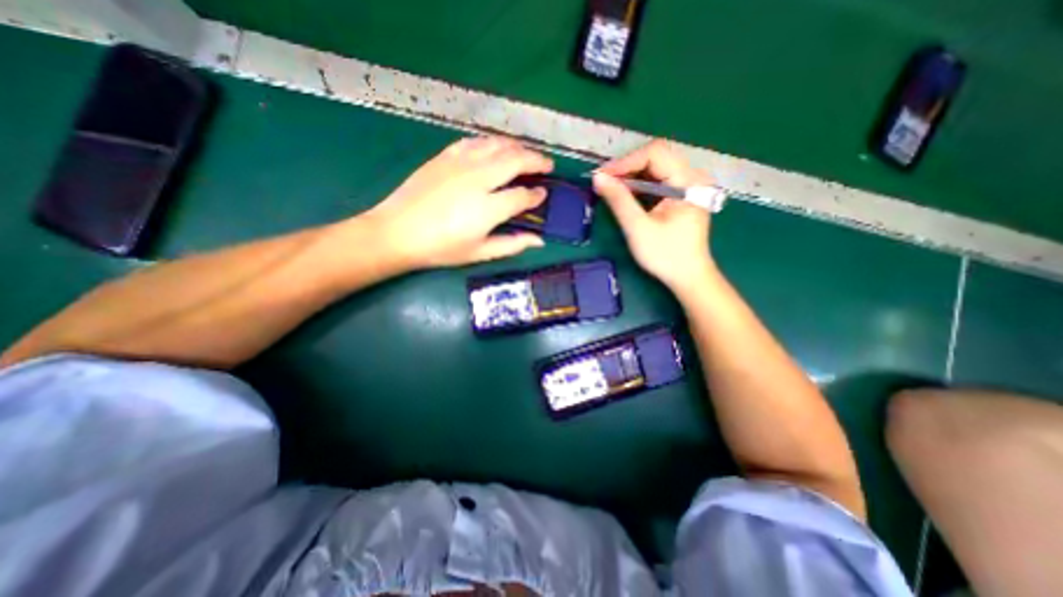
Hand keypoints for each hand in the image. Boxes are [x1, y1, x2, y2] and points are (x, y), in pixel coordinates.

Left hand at [366, 135, 550, 268]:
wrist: (398, 231)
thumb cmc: (441, 248)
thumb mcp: (479, 253)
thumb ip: (512, 245)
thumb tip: (539, 241)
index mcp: (488, 208)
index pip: (523, 196)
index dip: (537, 195)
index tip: (543, 195)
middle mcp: (479, 179)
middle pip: (516, 160)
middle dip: (537, 161)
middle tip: (547, 165)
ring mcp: (461, 163)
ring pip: (497, 145)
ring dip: (517, 147)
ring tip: (527, 153)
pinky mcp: (445, 156)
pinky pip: (474, 142)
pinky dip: (491, 142)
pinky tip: (495, 147)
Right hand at [593, 140, 716, 297]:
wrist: (688, 277)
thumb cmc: (666, 255)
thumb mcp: (638, 228)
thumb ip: (619, 200)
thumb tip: (598, 178)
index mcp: (688, 181)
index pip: (655, 154)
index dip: (625, 162)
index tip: (602, 176)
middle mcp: (692, 177)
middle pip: (656, 158)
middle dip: (627, 168)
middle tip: (603, 182)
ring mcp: (688, 186)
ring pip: (655, 169)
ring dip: (631, 177)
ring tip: (610, 188)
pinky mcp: (682, 196)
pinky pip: (658, 182)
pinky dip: (639, 186)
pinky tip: (625, 195)